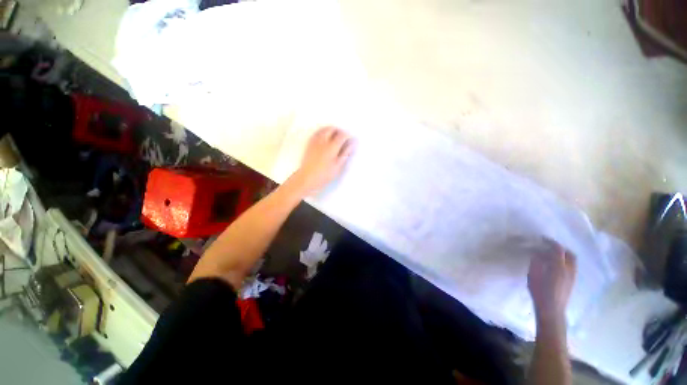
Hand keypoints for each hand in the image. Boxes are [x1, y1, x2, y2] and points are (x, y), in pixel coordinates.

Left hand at [291, 126, 353, 194]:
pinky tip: (325, 138)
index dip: (348, 136)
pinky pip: (316, 133)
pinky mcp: (309, 144)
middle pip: (332, 129)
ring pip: (323, 129)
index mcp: (331, 147)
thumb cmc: (324, 175)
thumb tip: (351, 144)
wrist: (306, 178)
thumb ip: (345, 154)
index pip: (342, 135)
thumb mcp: (338, 166)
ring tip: (335, 136)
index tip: (351, 140)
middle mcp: (323, 141)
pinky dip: (322, 132)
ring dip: (330, 130)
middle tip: (343, 137)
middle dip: (339, 131)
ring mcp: (314, 142)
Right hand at [527, 238, 576, 322]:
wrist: (552, 310)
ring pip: (572, 261)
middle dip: (560, 248)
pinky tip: (555, 267)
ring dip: (563, 255)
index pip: (558, 249)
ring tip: (552, 256)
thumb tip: (537, 253)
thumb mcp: (533, 275)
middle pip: (569, 254)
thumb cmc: (539, 291)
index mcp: (558, 267)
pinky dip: (565, 262)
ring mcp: (572, 276)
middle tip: (549, 247)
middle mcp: (569, 270)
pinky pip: (571, 267)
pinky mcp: (572, 282)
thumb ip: (536, 262)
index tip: (542, 239)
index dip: (550, 242)